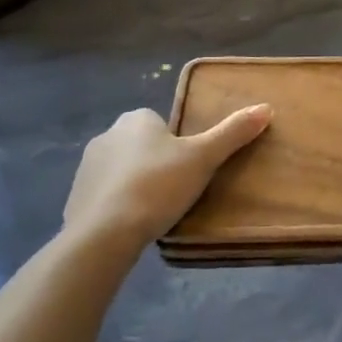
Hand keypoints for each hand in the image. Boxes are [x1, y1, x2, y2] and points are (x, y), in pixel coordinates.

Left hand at [63, 105, 271, 250]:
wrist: (103, 234)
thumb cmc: (157, 186)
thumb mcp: (203, 158)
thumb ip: (233, 133)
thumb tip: (266, 107)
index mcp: (136, 119)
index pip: (161, 123)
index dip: (177, 144)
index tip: (188, 167)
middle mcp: (107, 135)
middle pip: (141, 146)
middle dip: (156, 163)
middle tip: (177, 190)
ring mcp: (86, 167)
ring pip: (121, 170)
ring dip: (136, 184)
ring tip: (156, 211)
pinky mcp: (74, 198)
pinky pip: (104, 196)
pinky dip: (117, 206)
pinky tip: (131, 225)